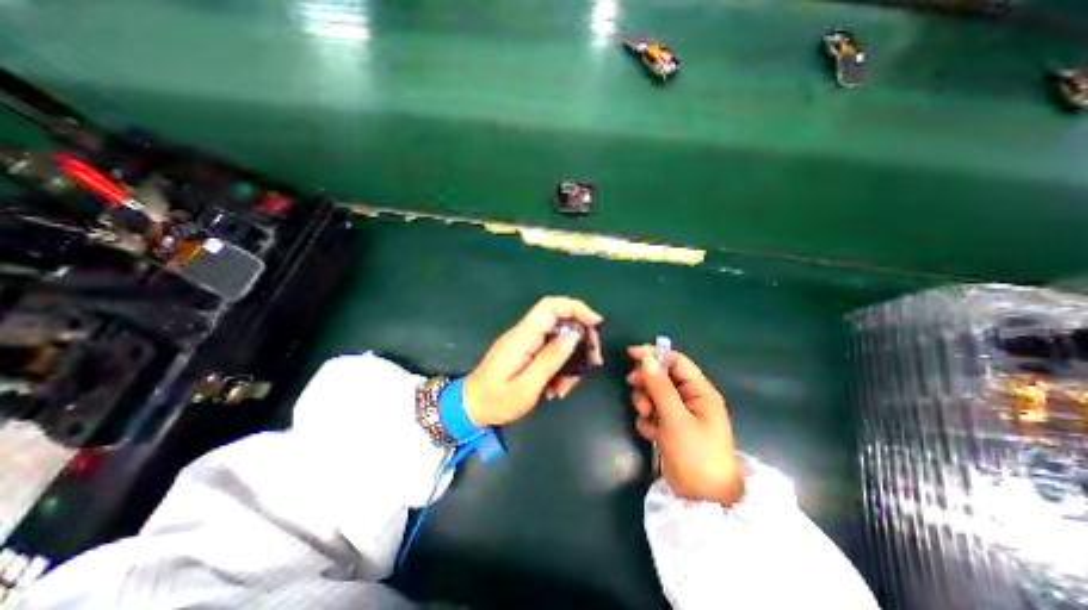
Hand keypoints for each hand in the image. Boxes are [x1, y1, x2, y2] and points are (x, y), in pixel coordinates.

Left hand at [462, 298, 607, 425]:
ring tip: (567, 387)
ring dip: (570, 361)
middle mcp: (525, 334)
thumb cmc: (496, 400)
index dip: (575, 308)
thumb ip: (551, 359)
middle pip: (560, 321)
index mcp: (523, 337)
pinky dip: (559, 368)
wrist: (470, 407)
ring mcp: (525, 343)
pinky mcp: (526, 353)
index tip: (596, 323)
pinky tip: (556, 389)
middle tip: (593, 360)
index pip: (550, 307)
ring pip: (559, 340)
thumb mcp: (527, 386)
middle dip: (581, 339)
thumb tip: (574, 334)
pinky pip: (550, 353)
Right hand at [624, 346, 742, 501]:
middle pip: (662, 377)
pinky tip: (651, 434)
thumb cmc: (695, 455)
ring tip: (646, 417)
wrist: (702, 502)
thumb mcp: (676, 419)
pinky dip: (648, 420)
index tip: (630, 354)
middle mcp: (691, 399)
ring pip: (654, 395)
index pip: (677, 361)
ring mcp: (680, 415)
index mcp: (700, 392)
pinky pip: (653, 413)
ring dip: (645, 402)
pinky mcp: (670, 429)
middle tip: (634, 389)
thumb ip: (660, 388)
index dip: (654, 354)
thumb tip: (647, 359)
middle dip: (647, 383)